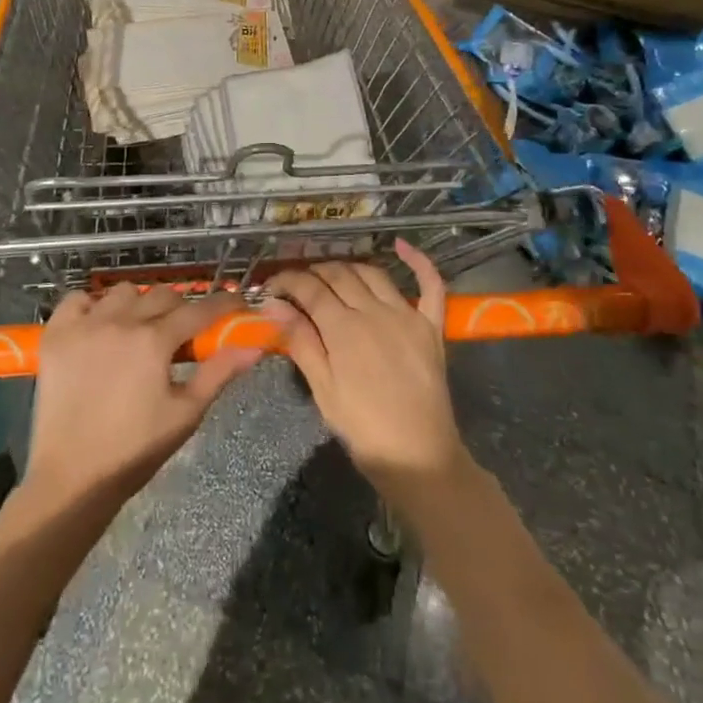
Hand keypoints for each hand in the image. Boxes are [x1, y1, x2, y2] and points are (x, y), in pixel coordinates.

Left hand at [23, 285, 262, 507]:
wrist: (72, 478)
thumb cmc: (135, 450)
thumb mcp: (185, 413)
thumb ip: (219, 373)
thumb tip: (253, 347)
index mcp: (154, 341)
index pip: (198, 310)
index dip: (222, 304)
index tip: (236, 303)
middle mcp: (120, 322)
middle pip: (162, 295)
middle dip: (180, 308)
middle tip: (183, 331)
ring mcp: (84, 325)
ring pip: (122, 292)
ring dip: (138, 303)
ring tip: (138, 329)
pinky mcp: (55, 335)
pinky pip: (76, 299)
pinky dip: (91, 305)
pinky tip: (98, 326)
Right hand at [263, 241, 466, 498]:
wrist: (419, 456)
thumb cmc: (363, 429)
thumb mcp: (323, 389)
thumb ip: (300, 341)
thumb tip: (273, 305)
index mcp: (343, 328)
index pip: (309, 288)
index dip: (287, 281)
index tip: (271, 286)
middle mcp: (374, 311)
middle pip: (339, 275)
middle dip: (313, 272)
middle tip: (298, 284)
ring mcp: (406, 314)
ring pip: (372, 273)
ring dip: (348, 267)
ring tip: (332, 274)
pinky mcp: (431, 325)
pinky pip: (429, 284)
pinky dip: (418, 261)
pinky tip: (401, 246)